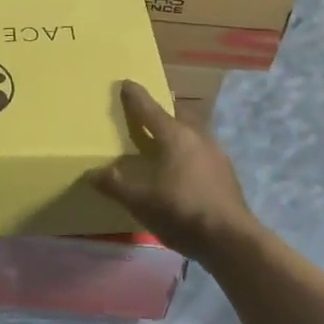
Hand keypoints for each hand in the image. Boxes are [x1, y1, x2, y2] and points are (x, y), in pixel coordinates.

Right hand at [90, 80, 264, 262]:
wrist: (231, 239)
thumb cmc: (181, 212)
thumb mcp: (140, 201)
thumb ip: (115, 186)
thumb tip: (92, 174)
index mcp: (174, 136)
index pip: (149, 109)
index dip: (135, 96)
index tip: (126, 83)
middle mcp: (197, 136)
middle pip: (177, 114)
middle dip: (162, 110)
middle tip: (148, 112)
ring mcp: (216, 153)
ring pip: (193, 131)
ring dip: (178, 130)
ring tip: (165, 139)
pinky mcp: (226, 172)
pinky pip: (202, 150)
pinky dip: (189, 150)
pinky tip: (184, 166)